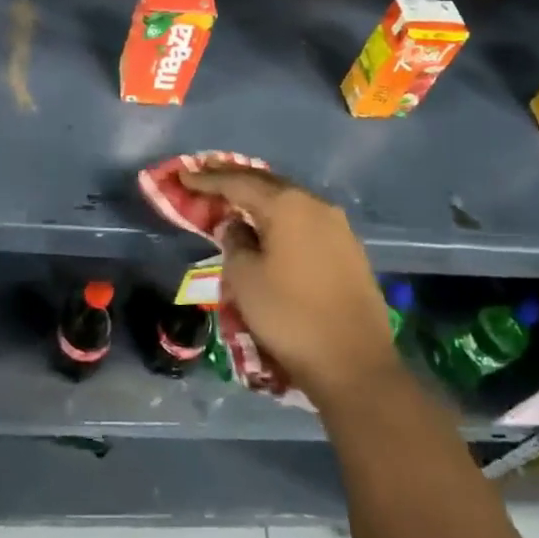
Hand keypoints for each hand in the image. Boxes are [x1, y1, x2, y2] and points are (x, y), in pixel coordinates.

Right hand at [181, 166, 398, 409]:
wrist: (355, 364)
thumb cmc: (290, 316)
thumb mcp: (245, 279)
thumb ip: (233, 242)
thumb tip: (235, 226)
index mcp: (287, 205)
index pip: (238, 182)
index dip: (208, 179)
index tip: (183, 174)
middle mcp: (315, 204)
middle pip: (267, 183)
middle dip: (235, 179)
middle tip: (207, 176)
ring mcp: (337, 226)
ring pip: (289, 201)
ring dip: (260, 198)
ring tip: (235, 199)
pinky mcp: (349, 249)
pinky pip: (304, 220)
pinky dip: (280, 217)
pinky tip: (269, 226)